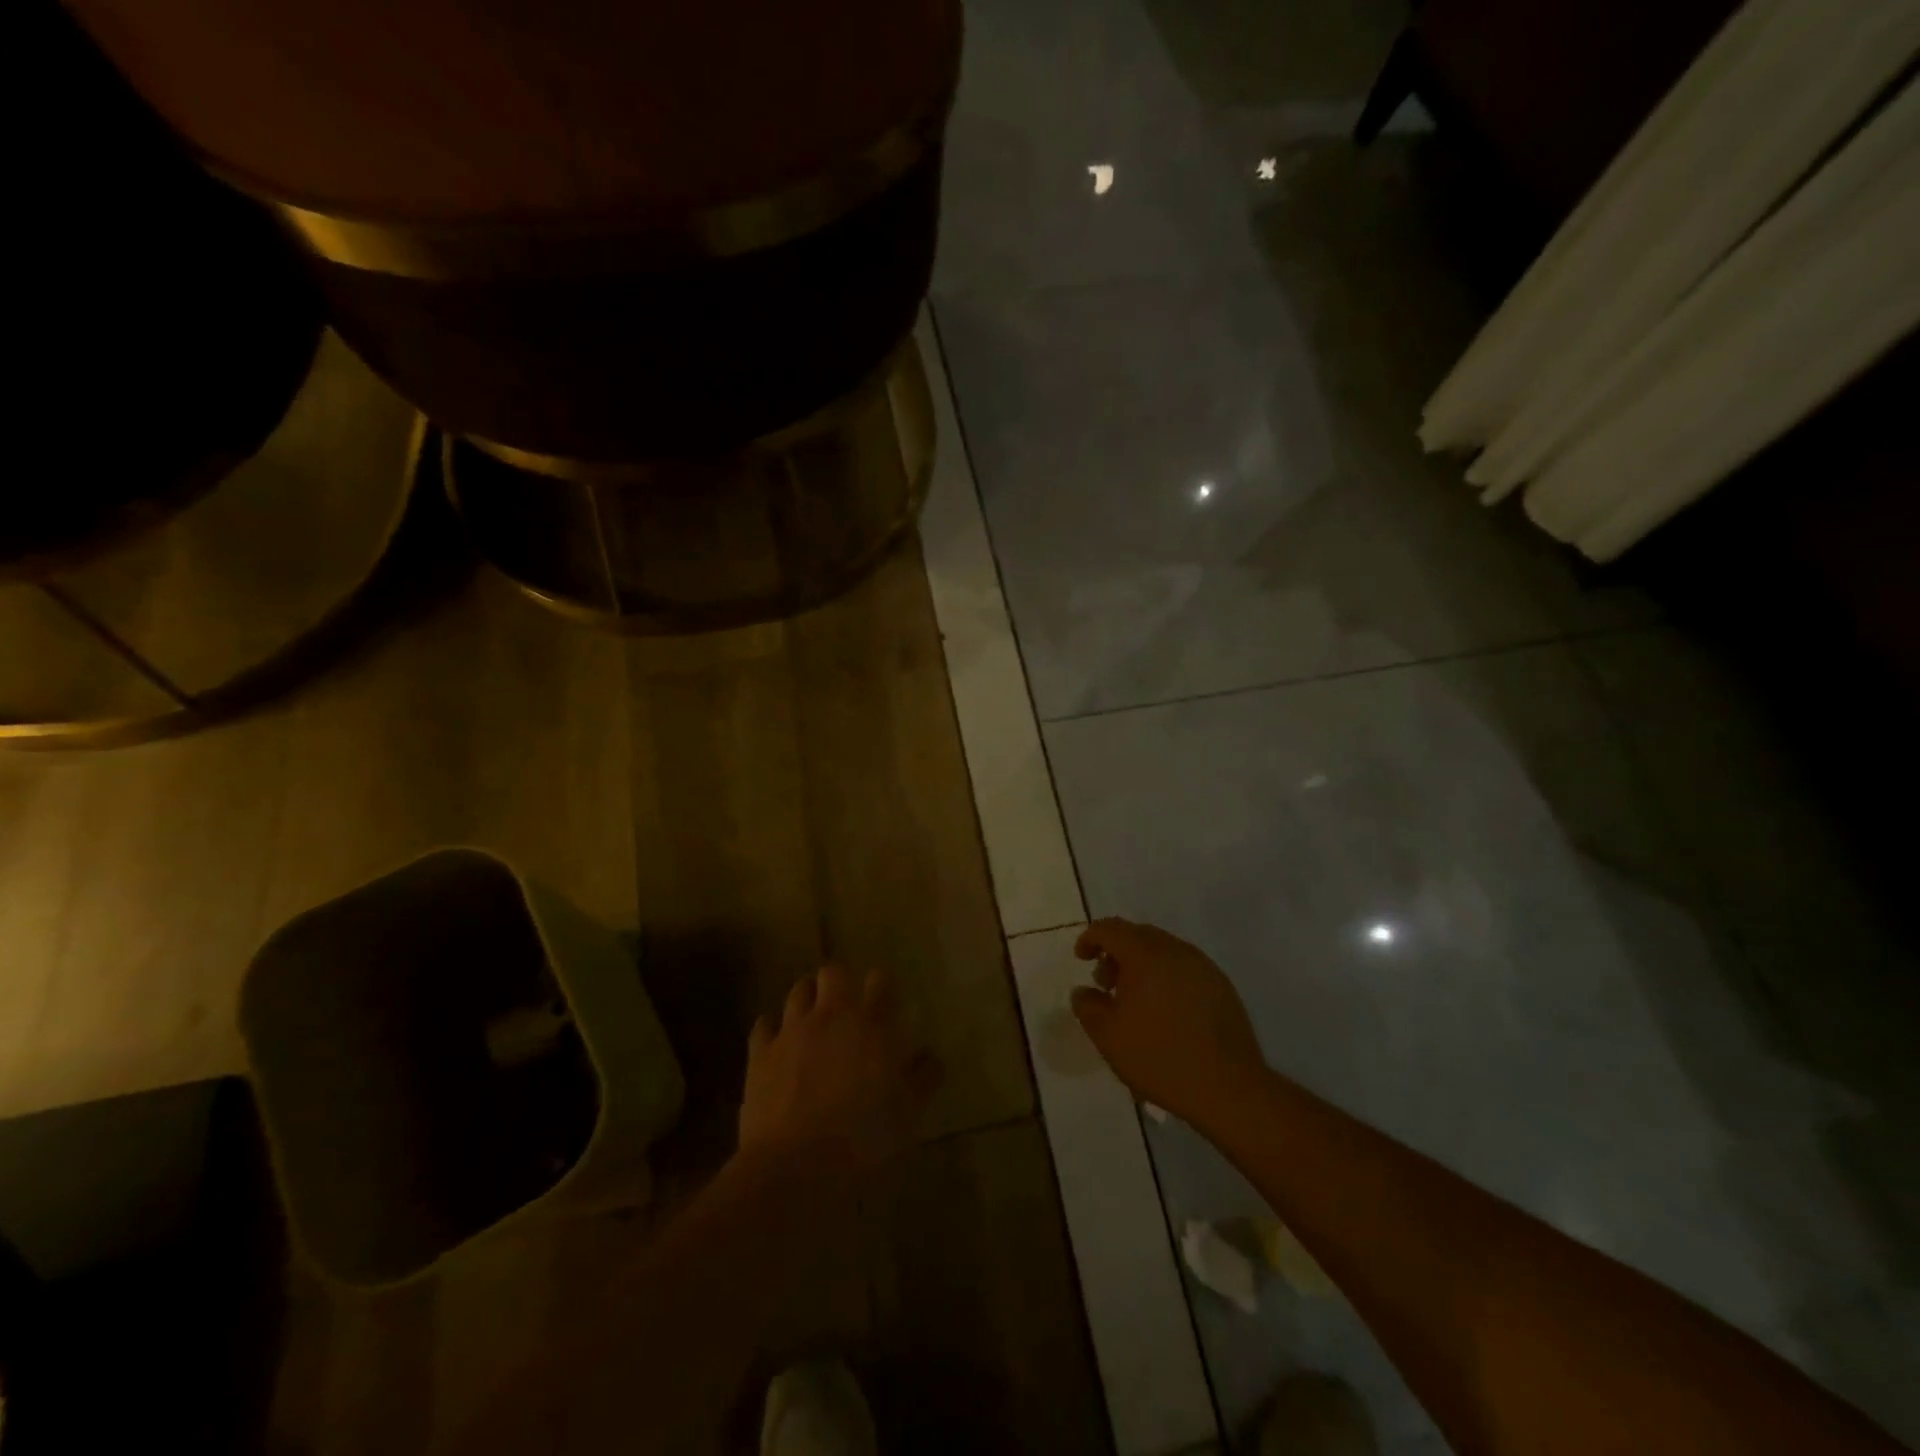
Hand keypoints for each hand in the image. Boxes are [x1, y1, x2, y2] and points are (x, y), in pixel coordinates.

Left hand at [738, 965, 940, 1180]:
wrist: (796, 1162)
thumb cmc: (863, 1135)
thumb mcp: (909, 1111)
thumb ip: (923, 1076)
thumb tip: (929, 1055)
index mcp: (872, 1024)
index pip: (880, 982)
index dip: (882, 984)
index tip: (885, 998)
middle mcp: (831, 1015)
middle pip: (834, 972)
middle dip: (840, 981)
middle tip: (846, 1003)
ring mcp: (792, 1030)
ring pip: (798, 991)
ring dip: (808, 997)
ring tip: (813, 1016)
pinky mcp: (761, 1052)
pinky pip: (764, 1024)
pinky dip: (772, 1027)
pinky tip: (778, 1042)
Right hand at [1070, 918, 1265, 1124]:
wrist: (1228, 1087)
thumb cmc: (1160, 1057)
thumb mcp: (1108, 1036)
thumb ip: (1088, 1006)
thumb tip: (1082, 991)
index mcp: (1145, 954)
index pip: (1111, 928)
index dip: (1090, 938)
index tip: (1081, 959)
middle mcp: (1175, 950)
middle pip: (1138, 935)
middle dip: (1116, 953)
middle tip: (1106, 984)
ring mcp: (1203, 966)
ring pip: (1163, 951)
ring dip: (1142, 965)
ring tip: (1134, 1000)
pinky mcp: (1221, 986)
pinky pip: (1184, 968)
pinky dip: (1165, 977)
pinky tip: (1165, 1010)